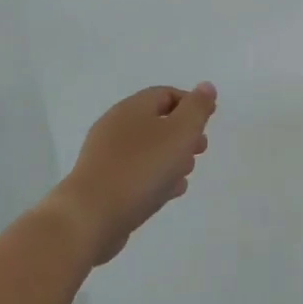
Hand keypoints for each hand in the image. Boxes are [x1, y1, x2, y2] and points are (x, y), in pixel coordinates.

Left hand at [50, 83, 216, 260]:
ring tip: (185, 175)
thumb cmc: (142, 168)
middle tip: (201, 149)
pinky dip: (155, 178)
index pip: (166, 94)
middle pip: (158, 122)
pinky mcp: (104, 184)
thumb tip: (206, 87)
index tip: (210, 121)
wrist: (92, 216)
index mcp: (132, 108)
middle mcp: (116, 127)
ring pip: (148, 150)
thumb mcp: (180, 132)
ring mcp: (106, 156)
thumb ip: (197, 108)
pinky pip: (136, 173)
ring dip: (172, 158)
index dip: (192, 103)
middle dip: (184, 135)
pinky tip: (168, 193)